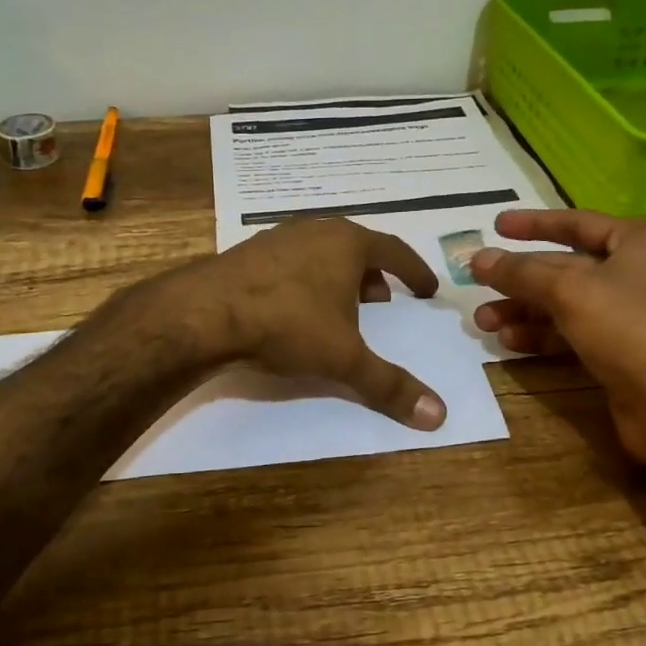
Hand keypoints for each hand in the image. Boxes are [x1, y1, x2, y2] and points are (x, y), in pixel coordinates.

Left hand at [160, 219, 446, 429]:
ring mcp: (278, 238)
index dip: (414, 271)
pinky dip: (306, 280)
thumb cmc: (287, 324)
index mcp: (347, 243)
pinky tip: (296, 308)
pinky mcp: (248, 252)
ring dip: (338, 277)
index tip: (427, 289)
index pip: (394, 251)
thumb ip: (389, 385)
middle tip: (384, 301)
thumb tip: (439, 415)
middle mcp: (315, 230)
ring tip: (342, 308)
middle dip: (374, 274)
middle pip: (356, 247)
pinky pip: (292, 262)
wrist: (205, 313)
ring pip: (321, 253)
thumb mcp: (344, 357)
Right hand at [469, 210, 645, 473]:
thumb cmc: (629, 328)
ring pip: (568, 303)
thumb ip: (520, 272)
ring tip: (483, 322)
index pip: (578, 222)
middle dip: (520, 279)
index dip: (534, 224)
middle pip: (568, 267)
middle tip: (477, 282)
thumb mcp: (569, 291)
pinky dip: (543, 335)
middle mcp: (643, 271)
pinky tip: (509, 343)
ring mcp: (636, 313)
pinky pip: (576, 332)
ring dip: (524, 310)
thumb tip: (477, 258)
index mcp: (644, 241)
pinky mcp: (626, 350)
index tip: (496, 225)